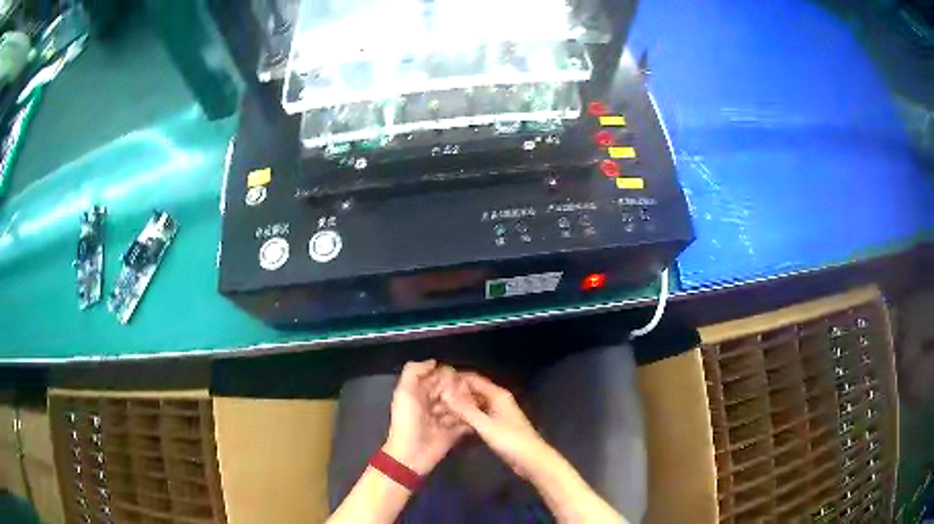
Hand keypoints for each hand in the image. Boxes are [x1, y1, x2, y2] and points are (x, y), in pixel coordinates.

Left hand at [383, 360, 469, 475]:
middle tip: (469, 391)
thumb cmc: (407, 421)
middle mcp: (435, 402)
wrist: (412, 453)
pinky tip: (479, 413)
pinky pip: (468, 420)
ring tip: (476, 402)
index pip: (440, 376)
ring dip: (468, 402)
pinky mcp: (456, 430)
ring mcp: (447, 417)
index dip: (448, 375)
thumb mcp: (404, 392)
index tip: (457, 378)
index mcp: (421, 391)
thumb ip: (414, 371)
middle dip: (460, 388)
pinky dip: (472, 417)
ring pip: (462, 403)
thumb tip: (434, 361)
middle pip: (453, 388)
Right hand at [440, 372, 557, 480]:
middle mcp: (497, 400)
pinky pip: (476, 417)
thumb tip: (444, 393)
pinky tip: (449, 424)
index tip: (435, 382)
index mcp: (497, 394)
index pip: (473, 379)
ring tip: (436, 412)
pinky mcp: (495, 426)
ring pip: (473, 406)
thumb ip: (465, 409)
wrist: (531, 460)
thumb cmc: (510, 440)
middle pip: (472, 392)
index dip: (455, 379)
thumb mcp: (485, 425)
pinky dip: (464, 419)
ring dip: (458, 408)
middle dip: (454, 394)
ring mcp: (496, 414)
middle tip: (432, 398)